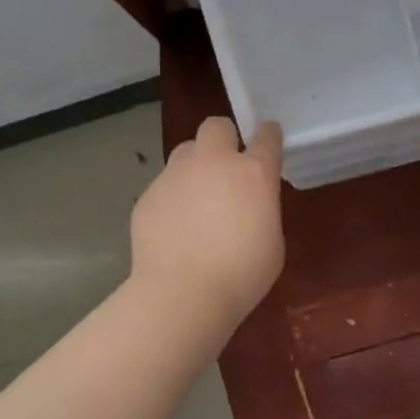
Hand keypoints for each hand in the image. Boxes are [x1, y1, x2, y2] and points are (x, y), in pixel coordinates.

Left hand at [130, 117, 284, 326]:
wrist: (184, 292)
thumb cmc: (242, 274)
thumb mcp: (271, 241)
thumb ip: (262, 210)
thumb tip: (248, 205)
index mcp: (253, 173)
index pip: (266, 137)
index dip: (268, 136)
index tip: (268, 140)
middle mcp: (213, 163)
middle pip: (216, 127)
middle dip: (224, 138)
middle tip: (226, 166)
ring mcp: (175, 176)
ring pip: (185, 152)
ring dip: (195, 166)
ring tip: (196, 199)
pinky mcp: (148, 195)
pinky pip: (164, 186)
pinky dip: (172, 199)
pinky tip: (174, 229)